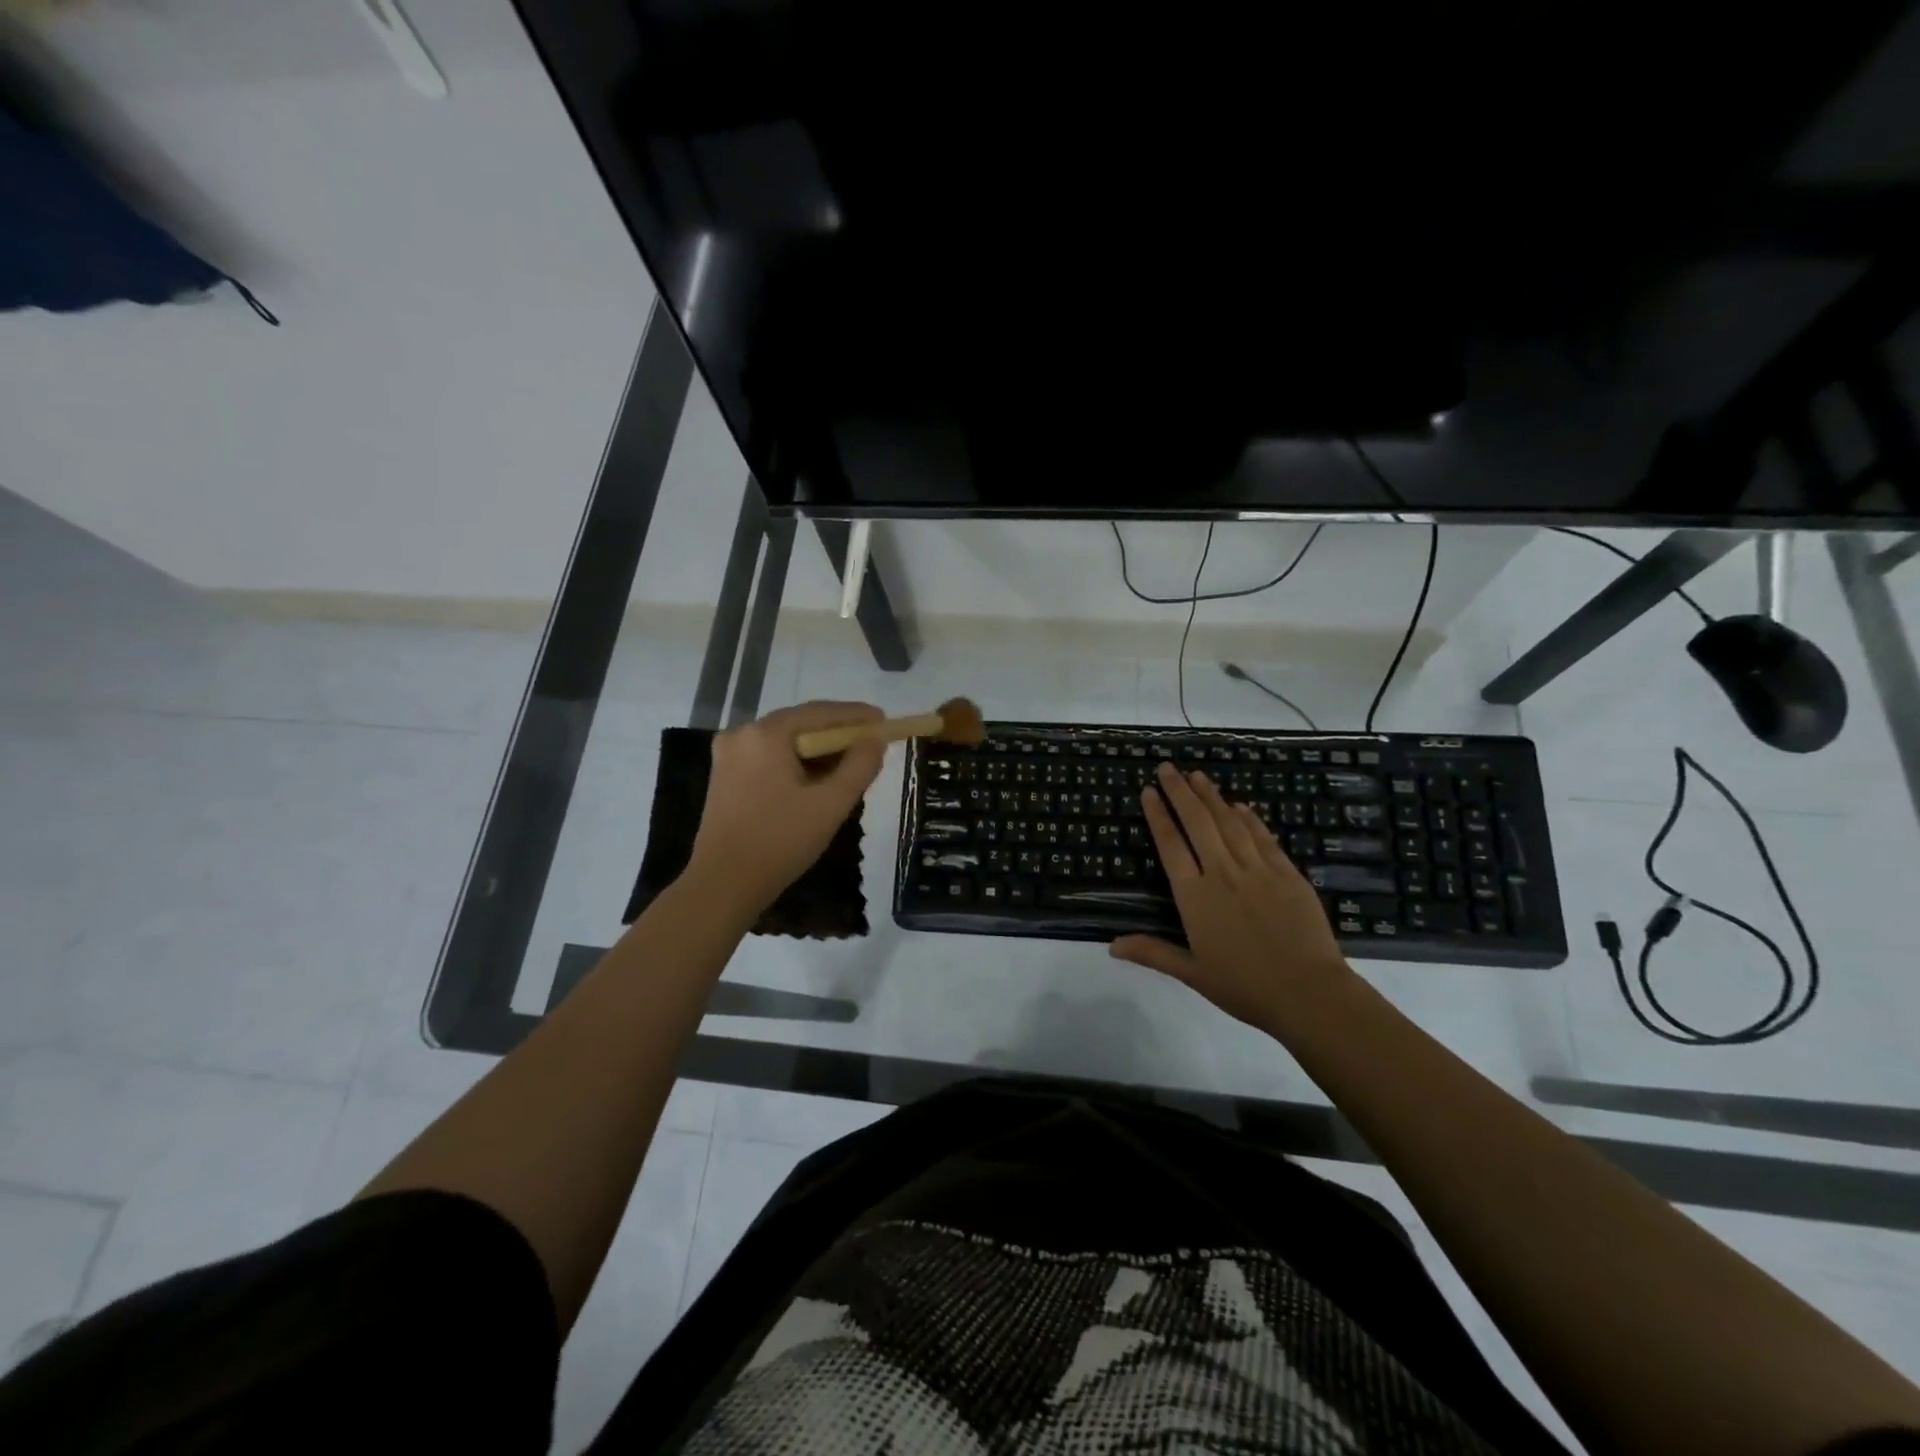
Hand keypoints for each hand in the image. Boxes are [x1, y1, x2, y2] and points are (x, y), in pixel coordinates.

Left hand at [687, 701, 885, 913]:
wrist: (723, 884)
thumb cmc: (780, 841)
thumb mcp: (831, 804)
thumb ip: (859, 766)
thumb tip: (874, 740)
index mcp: (765, 734)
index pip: (819, 712)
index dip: (855, 714)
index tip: (882, 719)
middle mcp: (742, 734)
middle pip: (800, 724)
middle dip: (836, 734)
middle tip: (869, 744)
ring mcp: (728, 756)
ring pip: (784, 743)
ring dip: (817, 751)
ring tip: (849, 765)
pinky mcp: (724, 777)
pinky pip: (769, 758)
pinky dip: (796, 763)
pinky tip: (816, 781)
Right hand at [1109, 761, 1353, 1030]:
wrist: (1308, 993)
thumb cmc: (1245, 987)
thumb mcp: (1192, 973)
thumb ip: (1152, 952)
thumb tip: (1111, 946)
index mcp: (1195, 897)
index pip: (1171, 845)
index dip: (1158, 815)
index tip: (1148, 791)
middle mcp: (1223, 874)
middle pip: (1198, 823)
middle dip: (1180, 792)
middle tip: (1167, 767)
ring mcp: (1258, 870)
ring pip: (1230, 823)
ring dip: (1212, 796)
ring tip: (1198, 775)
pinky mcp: (1287, 874)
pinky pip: (1263, 837)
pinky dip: (1250, 818)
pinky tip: (1240, 805)